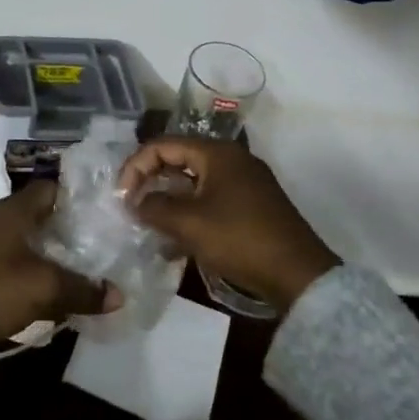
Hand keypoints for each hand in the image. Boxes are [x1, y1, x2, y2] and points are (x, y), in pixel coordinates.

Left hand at [0, 180, 122, 339]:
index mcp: (15, 209)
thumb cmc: (0, 285)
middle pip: (41, 216)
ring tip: (79, 269)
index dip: (76, 198)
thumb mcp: (47, 287)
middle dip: (67, 230)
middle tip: (96, 244)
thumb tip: (118, 296)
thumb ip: (84, 289)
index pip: (51, 188)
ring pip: (28, 240)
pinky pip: (15, 260)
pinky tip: (49, 288)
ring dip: (49, 252)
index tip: (100, 213)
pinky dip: (33, 269)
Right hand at [117, 138, 339, 313]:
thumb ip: (154, 207)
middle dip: (150, 180)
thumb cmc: (239, 239)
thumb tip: (135, 201)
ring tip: (149, 222)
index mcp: (217, 153)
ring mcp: (245, 181)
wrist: (298, 274)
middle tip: (131, 205)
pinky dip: (189, 210)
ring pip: (194, 181)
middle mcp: (232, 159)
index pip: (163, 145)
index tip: (121, 196)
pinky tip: (176, 237)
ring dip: (168, 198)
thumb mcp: (188, 223)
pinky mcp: (252, 204)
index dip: (136, 166)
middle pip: (179, 158)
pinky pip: (210, 197)